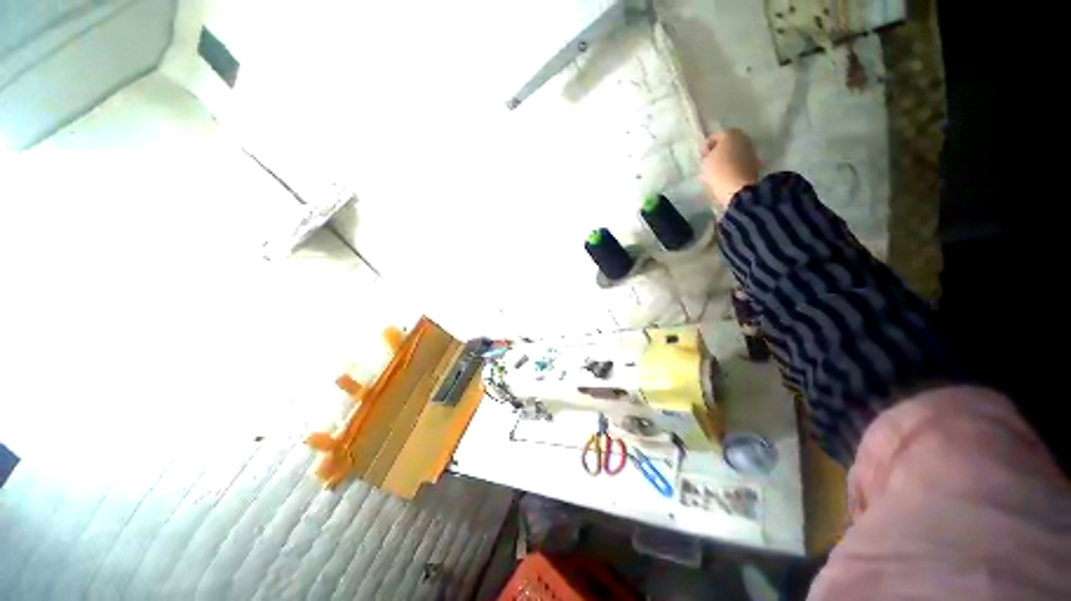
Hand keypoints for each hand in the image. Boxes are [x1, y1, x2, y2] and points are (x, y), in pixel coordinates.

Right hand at [701, 128, 759, 210]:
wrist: (739, 188)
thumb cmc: (719, 172)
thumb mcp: (705, 162)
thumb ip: (707, 155)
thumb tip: (710, 153)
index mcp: (730, 133)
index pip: (714, 136)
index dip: (706, 146)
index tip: (702, 157)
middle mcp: (743, 137)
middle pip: (728, 141)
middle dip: (719, 149)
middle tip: (710, 161)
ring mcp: (751, 148)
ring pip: (735, 149)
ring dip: (727, 156)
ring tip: (718, 168)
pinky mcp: (755, 161)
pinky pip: (740, 159)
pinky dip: (734, 163)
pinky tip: (727, 172)